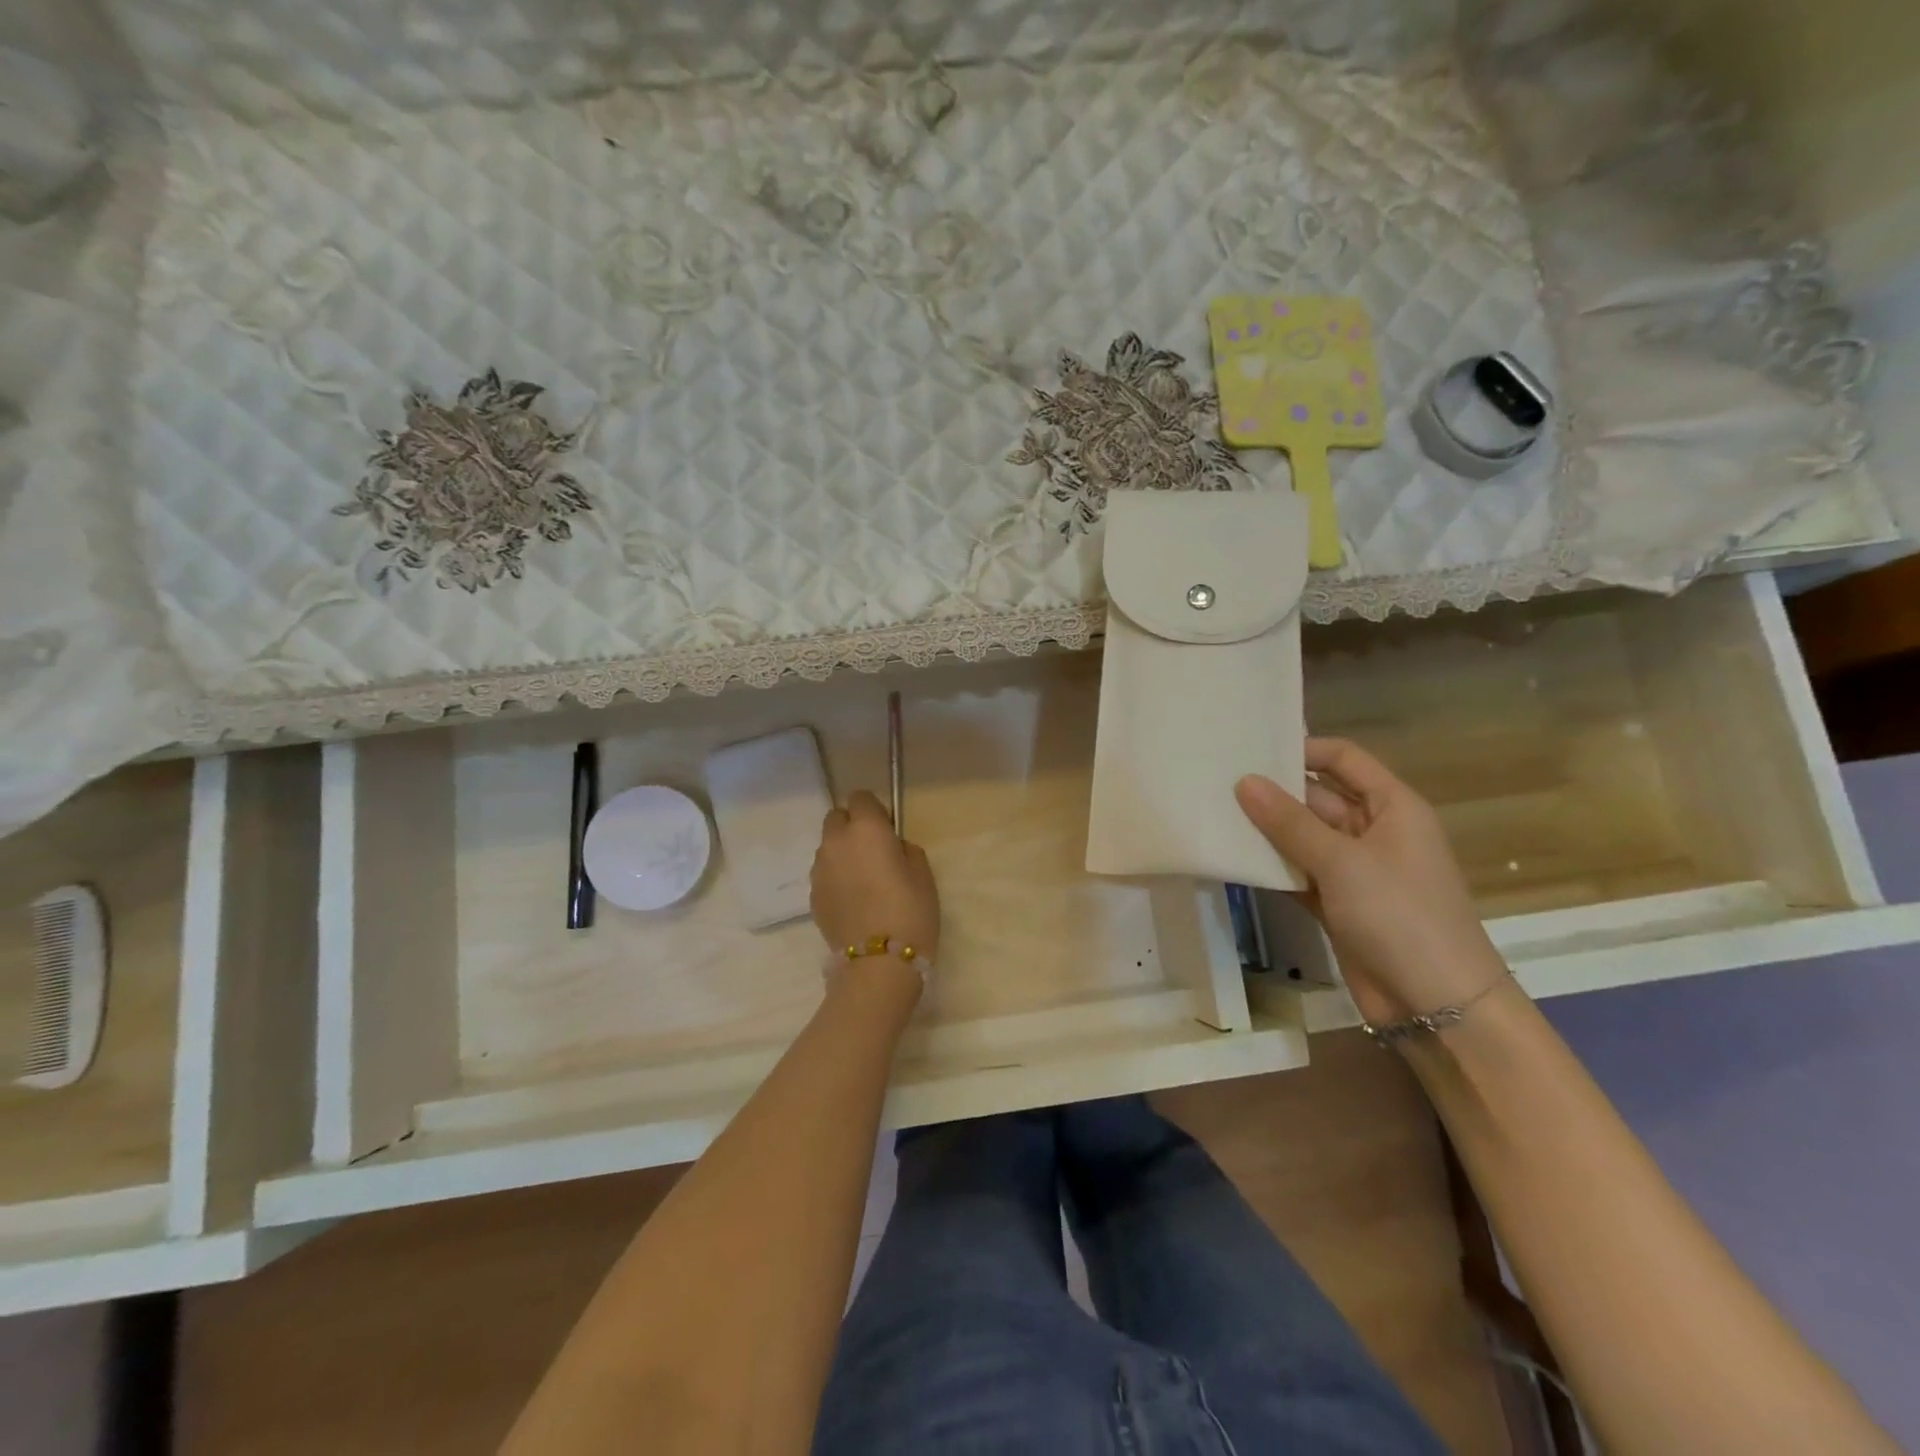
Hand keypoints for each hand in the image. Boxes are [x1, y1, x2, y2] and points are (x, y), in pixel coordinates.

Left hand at [810, 789, 940, 970]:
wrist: (878, 962)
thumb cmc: (910, 911)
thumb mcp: (923, 874)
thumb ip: (905, 849)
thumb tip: (893, 848)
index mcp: (866, 829)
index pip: (860, 798)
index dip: (873, 810)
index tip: (887, 830)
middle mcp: (836, 842)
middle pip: (836, 818)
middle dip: (851, 827)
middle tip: (872, 851)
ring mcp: (819, 869)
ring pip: (828, 847)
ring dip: (842, 853)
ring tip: (862, 880)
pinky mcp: (812, 895)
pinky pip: (824, 873)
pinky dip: (835, 877)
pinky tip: (853, 900)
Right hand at [1236, 738, 1508, 1026]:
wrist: (1437, 1004)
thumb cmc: (1400, 916)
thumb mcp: (1343, 862)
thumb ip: (1289, 822)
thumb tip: (1244, 781)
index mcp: (1392, 807)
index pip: (1344, 759)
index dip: (1303, 749)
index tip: (1253, 751)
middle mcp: (1374, 831)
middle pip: (1318, 797)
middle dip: (1274, 792)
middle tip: (1217, 783)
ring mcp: (1355, 870)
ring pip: (1304, 837)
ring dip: (1267, 830)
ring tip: (1214, 813)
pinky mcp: (1337, 903)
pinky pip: (1299, 871)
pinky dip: (1272, 867)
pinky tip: (1233, 857)